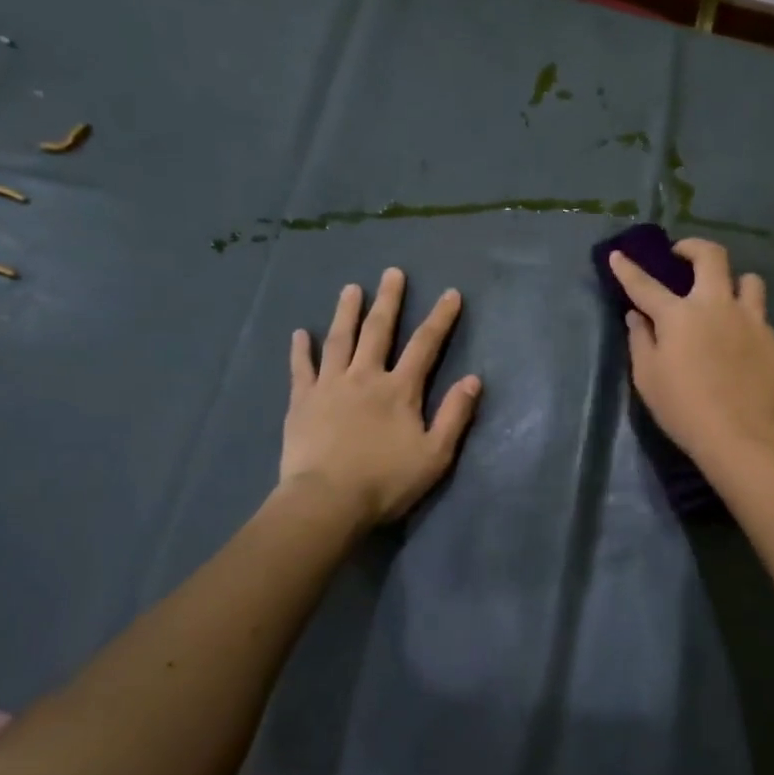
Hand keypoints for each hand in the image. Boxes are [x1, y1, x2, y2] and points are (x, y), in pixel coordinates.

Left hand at [279, 268, 481, 526]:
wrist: (327, 501)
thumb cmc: (386, 481)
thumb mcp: (435, 455)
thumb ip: (454, 415)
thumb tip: (473, 379)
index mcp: (400, 390)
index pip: (425, 345)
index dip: (440, 318)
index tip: (450, 293)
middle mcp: (365, 377)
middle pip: (379, 331)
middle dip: (389, 300)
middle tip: (392, 273)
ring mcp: (330, 386)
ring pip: (339, 340)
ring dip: (346, 312)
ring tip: (350, 288)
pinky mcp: (302, 401)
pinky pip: (301, 368)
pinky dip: (301, 350)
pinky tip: (299, 333)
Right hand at [608, 239, 773, 467]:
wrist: (739, 436)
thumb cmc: (683, 409)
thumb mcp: (647, 378)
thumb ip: (640, 340)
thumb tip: (637, 316)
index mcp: (679, 315)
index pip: (646, 285)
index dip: (628, 268)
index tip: (618, 255)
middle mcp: (717, 306)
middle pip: (712, 256)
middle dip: (694, 247)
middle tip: (683, 256)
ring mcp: (752, 321)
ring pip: (750, 281)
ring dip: (734, 283)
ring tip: (725, 298)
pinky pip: (761, 320)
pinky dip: (748, 325)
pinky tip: (742, 347)